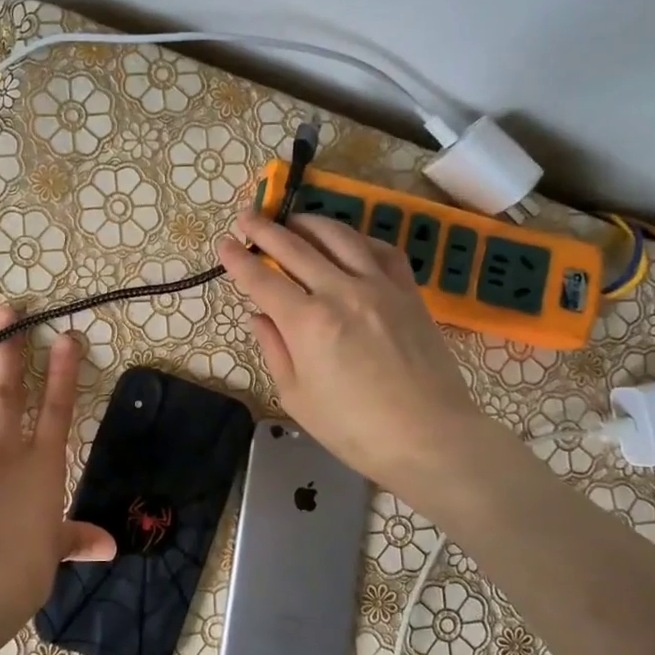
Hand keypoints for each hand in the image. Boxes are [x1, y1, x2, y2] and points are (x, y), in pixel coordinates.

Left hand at [0, 304, 115, 654]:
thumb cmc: (21, 572)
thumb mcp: (53, 554)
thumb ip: (76, 539)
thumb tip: (109, 546)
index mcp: (39, 468)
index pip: (55, 410)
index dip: (62, 372)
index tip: (64, 336)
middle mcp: (0, 453)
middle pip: (6, 393)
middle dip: (7, 349)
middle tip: (5, 311)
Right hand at [217, 208, 489, 507]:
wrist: (430, 437)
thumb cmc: (355, 429)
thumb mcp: (297, 397)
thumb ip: (274, 349)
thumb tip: (260, 315)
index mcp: (307, 323)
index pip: (262, 279)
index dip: (239, 260)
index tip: (224, 244)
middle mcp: (341, 292)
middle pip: (296, 247)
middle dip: (266, 229)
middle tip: (247, 218)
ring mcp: (379, 287)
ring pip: (339, 237)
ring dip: (310, 223)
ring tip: (293, 221)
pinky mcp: (409, 292)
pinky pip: (381, 250)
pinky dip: (358, 238)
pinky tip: (347, 242)